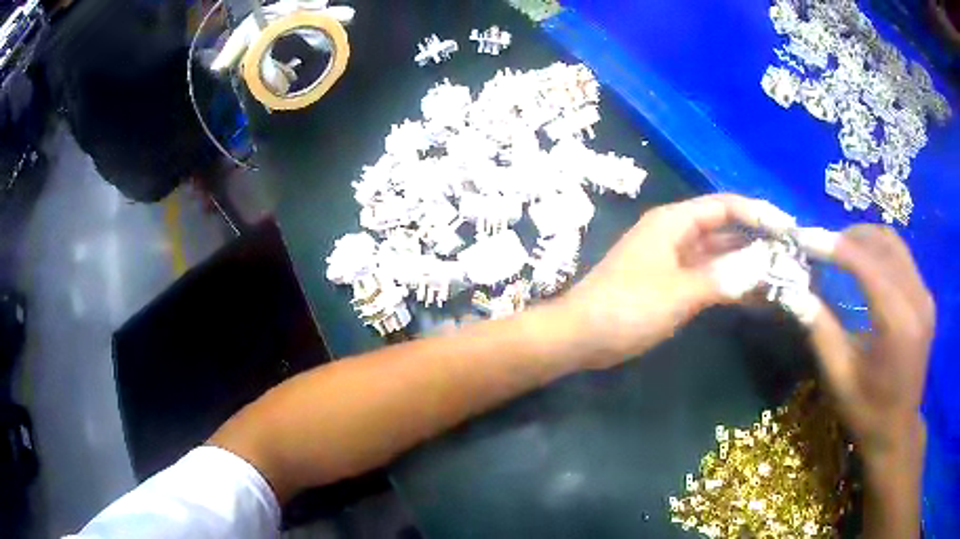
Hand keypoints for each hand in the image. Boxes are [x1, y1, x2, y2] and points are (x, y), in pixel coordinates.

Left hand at [555, 194, 793, 368]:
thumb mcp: (681, 291)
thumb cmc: (627, 307)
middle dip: (757, 240)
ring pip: (719, 255)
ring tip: (781, 275)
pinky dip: (730, 283)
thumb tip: (763, 268)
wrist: (581, 336)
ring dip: (746, 264)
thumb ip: (724, 277)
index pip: (725, 206)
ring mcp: (673, 260)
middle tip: (791, 256)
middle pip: (725, 229)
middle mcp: (676, 234)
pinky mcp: (671, 284)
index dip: (759, 213)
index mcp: (675, 222)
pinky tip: (754, 295)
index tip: (788, 229)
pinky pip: (708, 277)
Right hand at [807, 225, 932, 460]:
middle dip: (849, 237)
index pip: (866, 264)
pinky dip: (881, 252)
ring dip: (866, 240)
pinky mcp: (926, 299)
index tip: (804, 237)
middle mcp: (917, 299)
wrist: (897, 432)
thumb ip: (820, 330)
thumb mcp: (839, 378)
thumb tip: (795, 292)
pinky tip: (866, 266)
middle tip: (821, 247)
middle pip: (883, 243)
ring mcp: (925, 296)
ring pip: (894, 244)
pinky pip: (903, 258)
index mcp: (897, 322)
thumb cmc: (867, 412)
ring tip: (841, 251)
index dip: (833, 246)